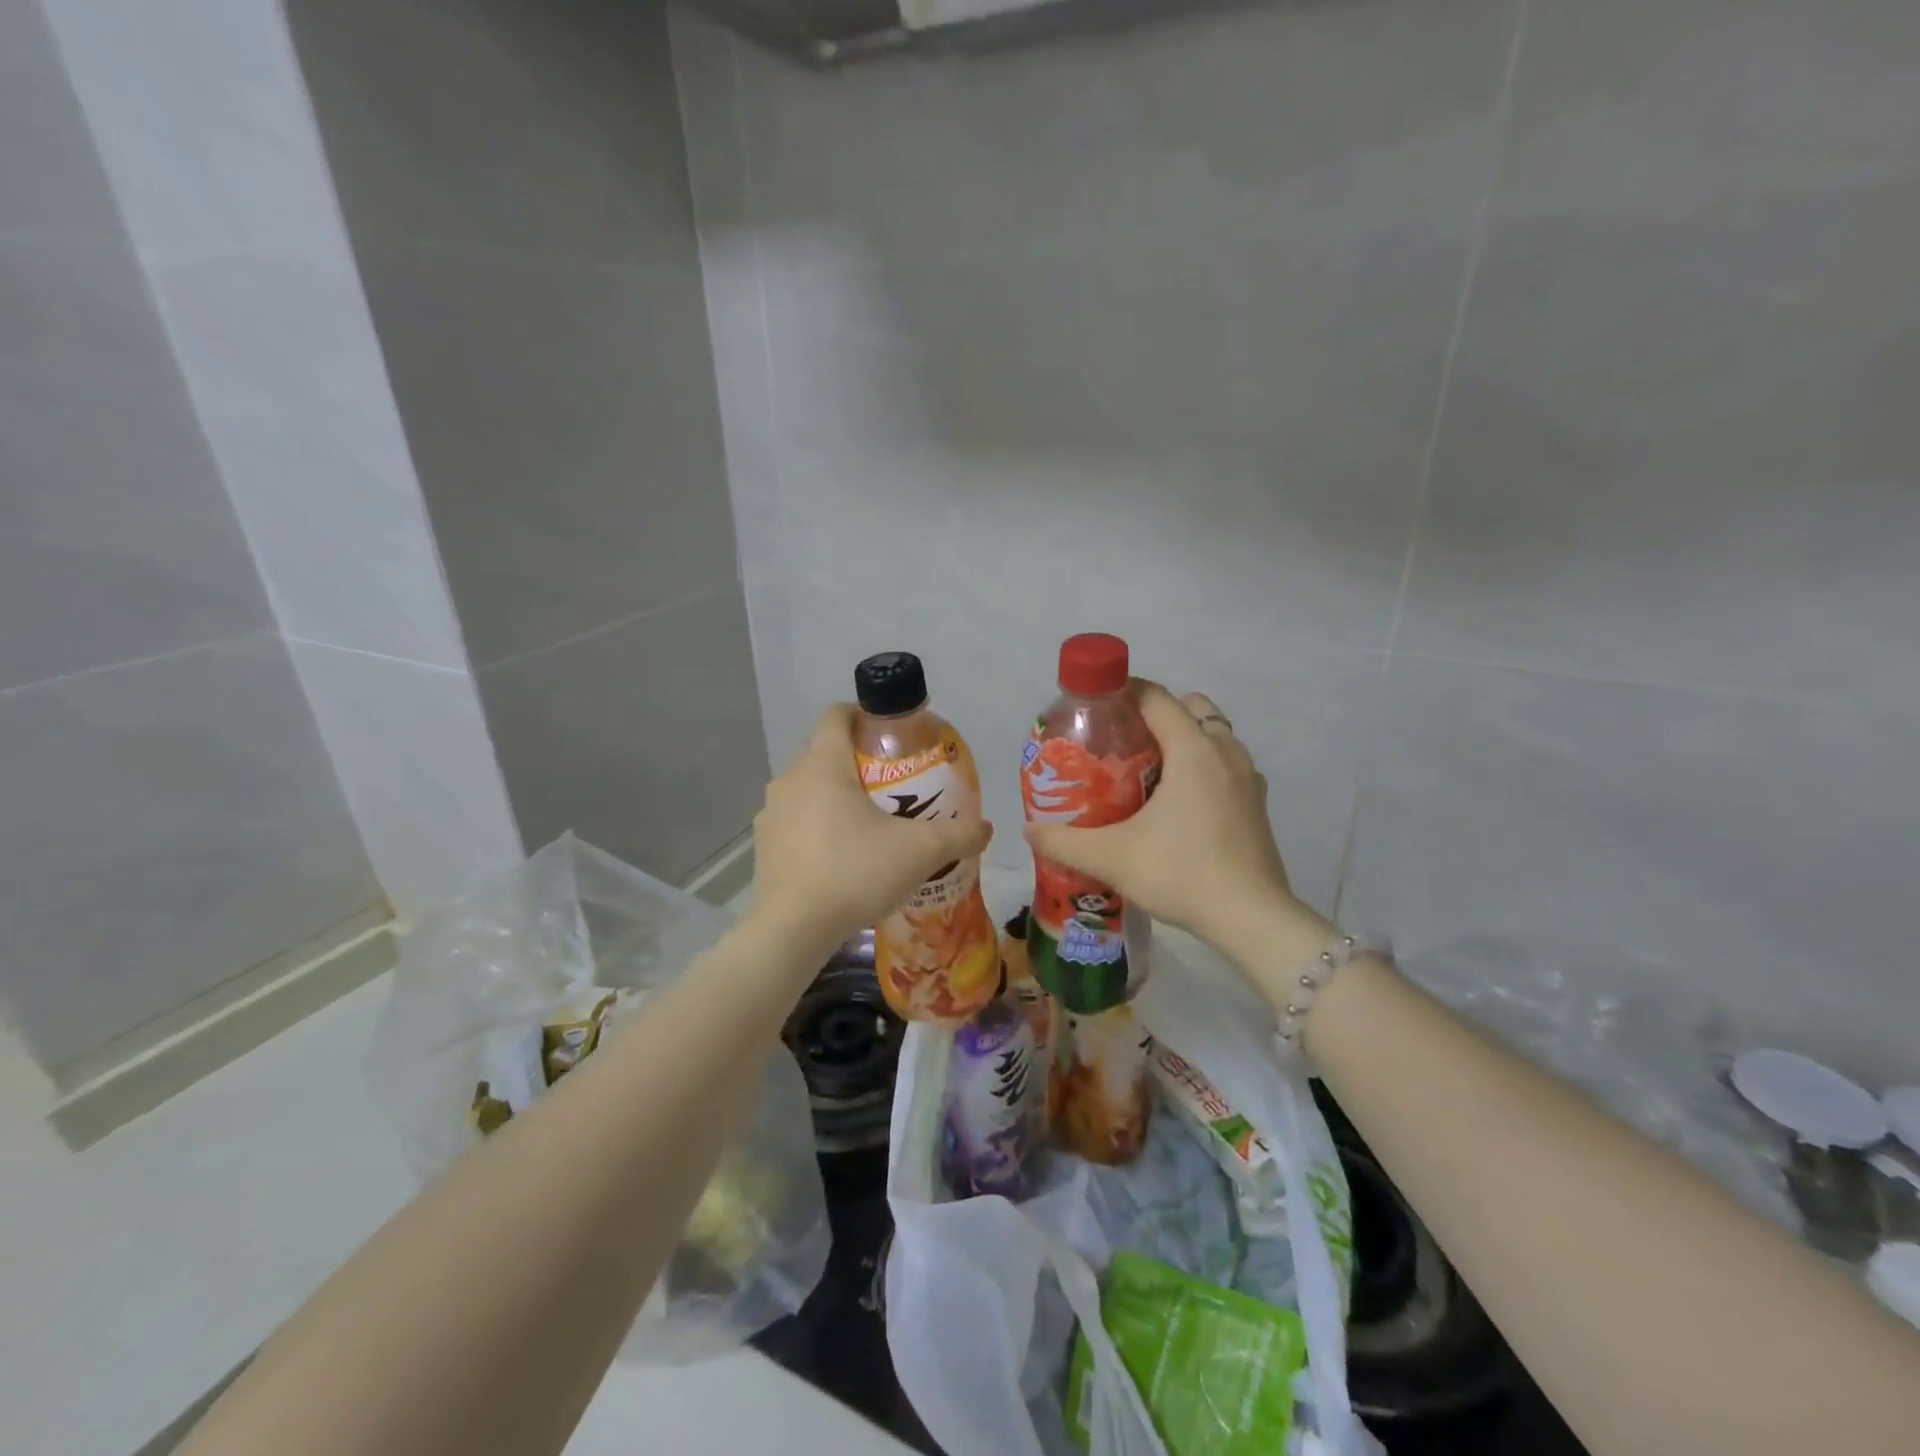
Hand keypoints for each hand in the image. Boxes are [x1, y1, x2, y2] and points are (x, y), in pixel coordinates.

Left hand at [749, 704, 992, 958]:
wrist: (792, 930)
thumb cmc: (855, 872)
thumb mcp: (920, 852)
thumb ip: (959, 834)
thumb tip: (987, 827)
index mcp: (824, 764)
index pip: (837, 714)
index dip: (864, 714)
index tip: (892, 734)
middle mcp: (791, 778)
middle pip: (825, 751)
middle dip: (858, 759)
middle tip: (893, 783)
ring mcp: (772, 812)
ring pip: (809, 787)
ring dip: (836, 794)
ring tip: (869, 822)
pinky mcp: (764, 845)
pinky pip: (796, 819)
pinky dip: (817, 824)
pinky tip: (842, 855)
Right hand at [1021, 680, 1306, 964]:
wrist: (1251, 918)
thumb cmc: (1182, 873)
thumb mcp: (1112, 857)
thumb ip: (1065, 841)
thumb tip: (1029, 830)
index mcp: (1193, 749)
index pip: (1156, 697)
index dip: (1123, 692)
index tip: (1095, 705)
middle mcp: (1225, 752)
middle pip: (1191, 708)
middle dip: (1157, 713)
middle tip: (1123, 742)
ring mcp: (1248, 779)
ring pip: (1214, 736)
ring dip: (1184, 740)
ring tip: (1148, 772)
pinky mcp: (1258, 805)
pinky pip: (1227, 766)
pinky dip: (1204, 767)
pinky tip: (1179, 804)